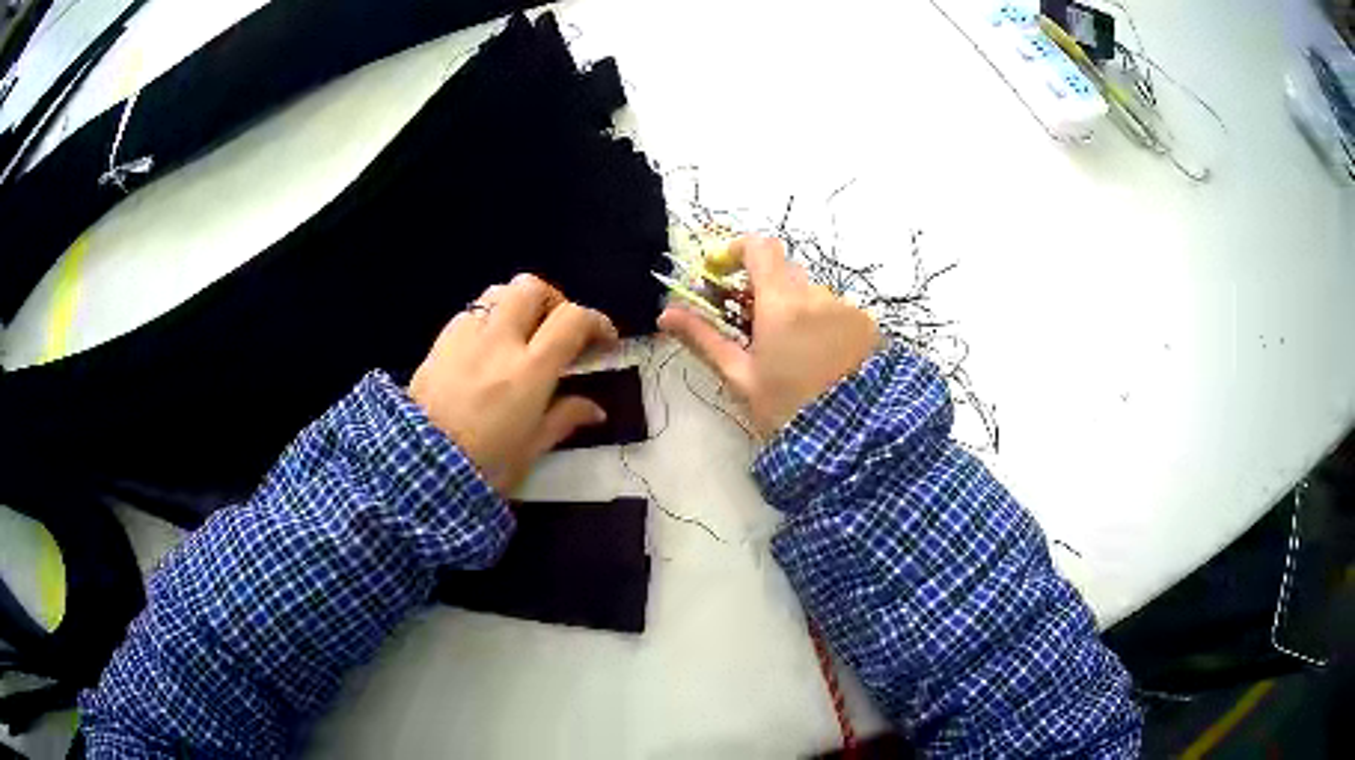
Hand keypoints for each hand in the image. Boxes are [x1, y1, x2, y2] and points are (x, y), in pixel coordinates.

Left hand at [410, 274, 618, 493]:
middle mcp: (499, 340)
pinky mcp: (440, 342)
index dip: (596, 322)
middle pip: (532, 288)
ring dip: (518, 304)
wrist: (419, 468)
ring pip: (498, 291)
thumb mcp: (532, 448)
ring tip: (521, 333)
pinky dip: (488, 318)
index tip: (603, 339)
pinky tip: (486, 347)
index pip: (572, 319)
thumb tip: (596, 409)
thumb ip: (565, 418)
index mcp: (529, 370)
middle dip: (553, 301)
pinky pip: (470, 312)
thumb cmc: (484, 465)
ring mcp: (466, 336)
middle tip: (557, 329)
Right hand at [659, 235, 880, 437]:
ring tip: (791, 355)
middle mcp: (816, 295)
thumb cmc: (787, 408)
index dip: (737, 251)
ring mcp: (846, 308)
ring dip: (795, 311)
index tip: (723, 274)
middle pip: (784, 273)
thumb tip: (665, 315)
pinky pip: (835, 311)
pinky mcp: (867, 325)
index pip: (759, 247)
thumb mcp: (741, 377)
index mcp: (782, 303)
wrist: (853, 438)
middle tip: (752, 327)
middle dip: (764, 290)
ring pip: (811, 294)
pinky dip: (821, 324)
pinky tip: (820, 360)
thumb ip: (704, 339)